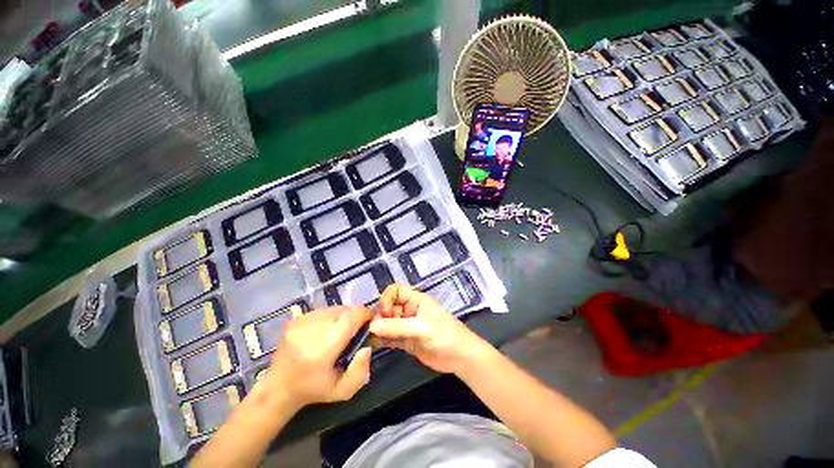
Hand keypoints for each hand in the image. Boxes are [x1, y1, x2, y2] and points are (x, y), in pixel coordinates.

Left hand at [264, 306, 371, 407]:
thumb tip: (367, 346)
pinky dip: (330, 316)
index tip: (370, 322)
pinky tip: (326, 330)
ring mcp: (301, 322)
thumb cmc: (313, 390)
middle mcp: (312, 329)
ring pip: (334, 308)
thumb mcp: (342, 391)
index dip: (365, 315)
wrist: (278, 389)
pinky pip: (323, 310)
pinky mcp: (296, 319)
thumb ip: (360, 370)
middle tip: (356, 329)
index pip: (352, 316)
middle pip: (345, 309)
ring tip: (341, 330)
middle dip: (355, 316)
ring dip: (343, 315)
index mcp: (324, 348)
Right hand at [370, 284, 489, 373]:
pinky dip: (382, 340)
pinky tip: (376, 345)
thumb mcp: (422, 328)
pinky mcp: (406, 340)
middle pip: (388, 307)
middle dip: (380, 316)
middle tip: (374, 330)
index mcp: (416, 300)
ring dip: (379, 329)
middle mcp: (409, 310)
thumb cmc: (445, 336)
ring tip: (371, 338)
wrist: (460, 358)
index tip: (384, 313)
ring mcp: (407, 326)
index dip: (387, 298)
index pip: (396, 291)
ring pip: (387, 323)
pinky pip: (390, 337)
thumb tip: (372, 326)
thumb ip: (398, 327)